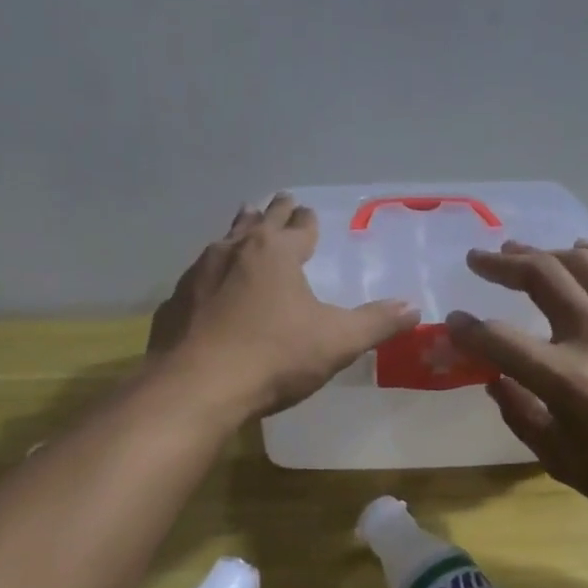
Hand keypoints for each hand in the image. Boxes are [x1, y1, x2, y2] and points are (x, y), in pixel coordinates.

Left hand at [149, 194, 420, 418]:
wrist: (196, 387)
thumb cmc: (274, 356)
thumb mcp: (336, 341)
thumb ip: (376, 323)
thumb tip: (413, 308)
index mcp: (276, 252)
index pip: (299, 226)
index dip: (308, 220)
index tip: (309, 212)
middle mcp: (235, 250)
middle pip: (259, 221)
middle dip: (273, 211)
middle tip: (281, 200)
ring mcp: (199, 273)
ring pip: (224, 241)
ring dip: (239, 231)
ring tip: (243, 223)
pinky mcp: (175, 301)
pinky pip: (199, 276)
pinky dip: (211, 272)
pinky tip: (210, 285)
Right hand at [446, 241, 587, 534]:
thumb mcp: (558, 459)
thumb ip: (519, 412)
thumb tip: (494, 377)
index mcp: (568, 381)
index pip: (500, 339)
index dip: (467, 329)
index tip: (454, 322)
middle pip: (542, 277)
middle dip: (501, 264)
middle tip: (479, 260)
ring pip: (584, 262)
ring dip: (545, 252)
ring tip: (522, 252)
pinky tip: (584, 252)